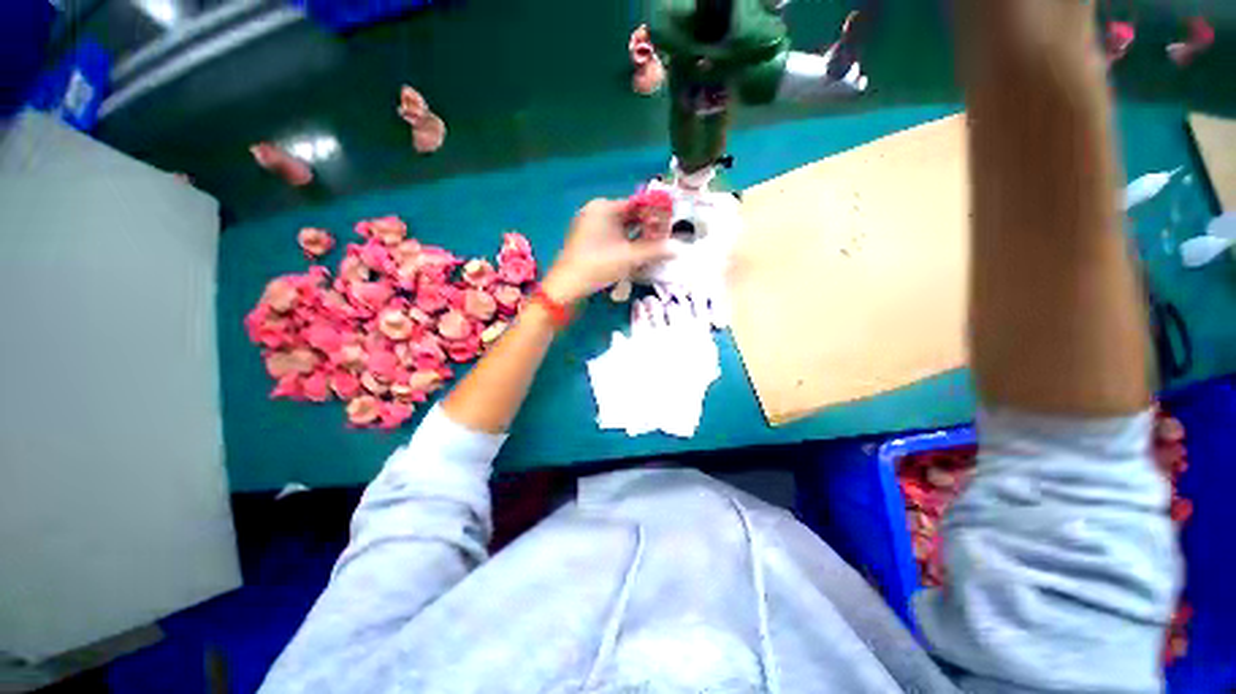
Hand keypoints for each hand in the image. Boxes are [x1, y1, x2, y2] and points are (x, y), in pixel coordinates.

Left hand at [542, 199, 674, 303]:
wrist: (567, 286)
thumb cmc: (598, 265)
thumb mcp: (629, 257)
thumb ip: (655, 251)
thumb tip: (678, 248)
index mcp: (604, 207)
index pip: (637, 205)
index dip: (655, 216)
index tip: (669, 228)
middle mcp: (595, 211)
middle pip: (629, 216)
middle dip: (647, 229)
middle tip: (663, 241)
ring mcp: (589, 226)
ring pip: (620, 228)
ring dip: (637, 238)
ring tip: (652, 250)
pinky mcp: (586, 240)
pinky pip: (611, 237)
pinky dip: (624, 244)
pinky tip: (635, 255)